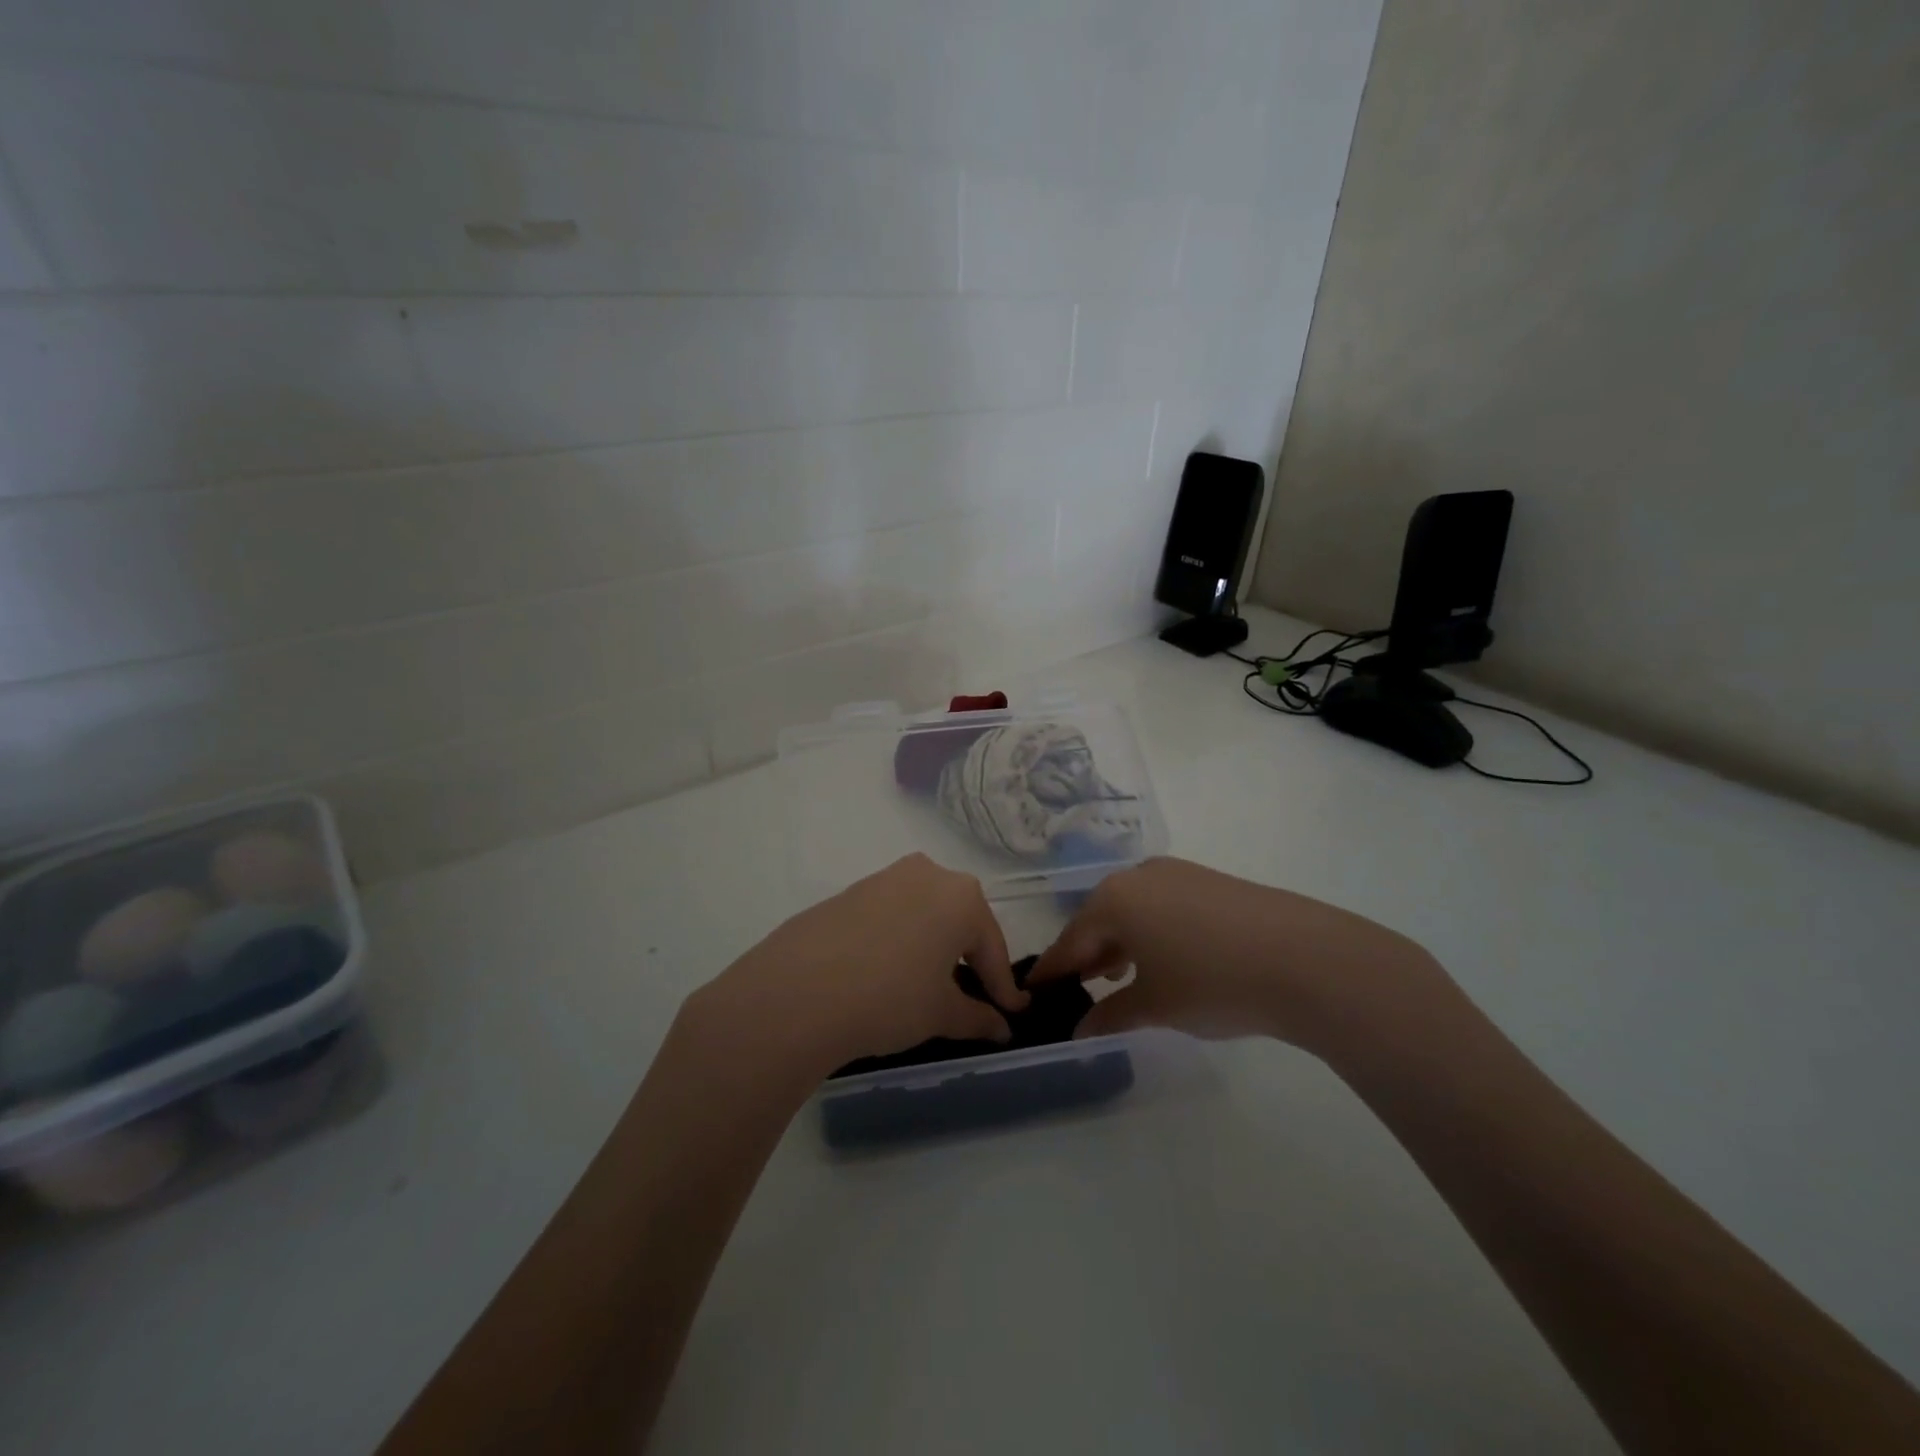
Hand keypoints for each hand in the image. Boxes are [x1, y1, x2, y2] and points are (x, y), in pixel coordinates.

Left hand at [689, 854, 1029, 1076]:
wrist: (796, 993)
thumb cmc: (889, 998)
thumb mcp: (940, 1014)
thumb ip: (977, 1018)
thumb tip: (1001, 1028)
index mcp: (962, 897)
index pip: (992, 949)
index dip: (1003, 988)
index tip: (1013, 1014)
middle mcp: (928, 874)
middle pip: (960, 922)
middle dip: (970, 959)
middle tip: (974, 997)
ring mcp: (885, 878)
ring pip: (924, 914)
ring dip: (933, 947)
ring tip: (929, 985)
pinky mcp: (850, 891)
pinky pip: (891, 916)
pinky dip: (900, 941)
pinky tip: (887, 972)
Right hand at [1029, 856, 1449, 1058]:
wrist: (1305, 959)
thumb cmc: (1212, 982)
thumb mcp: (1155, 1006)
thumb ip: (1110, 1015)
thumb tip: (1081, 1030)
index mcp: (1114, 900)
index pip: (1070, 941)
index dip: (1053, 970)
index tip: (1033, 990)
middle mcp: (1138, 876)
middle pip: (1099, 919)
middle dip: (1088, 955)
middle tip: (1079, 988)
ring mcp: (1177, 873)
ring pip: (1132, 910)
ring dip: (1120, 943)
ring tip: (1120, 977)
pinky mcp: (1209, 881)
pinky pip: (1162, 905)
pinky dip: (1151, 931)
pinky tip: (1165, 958)